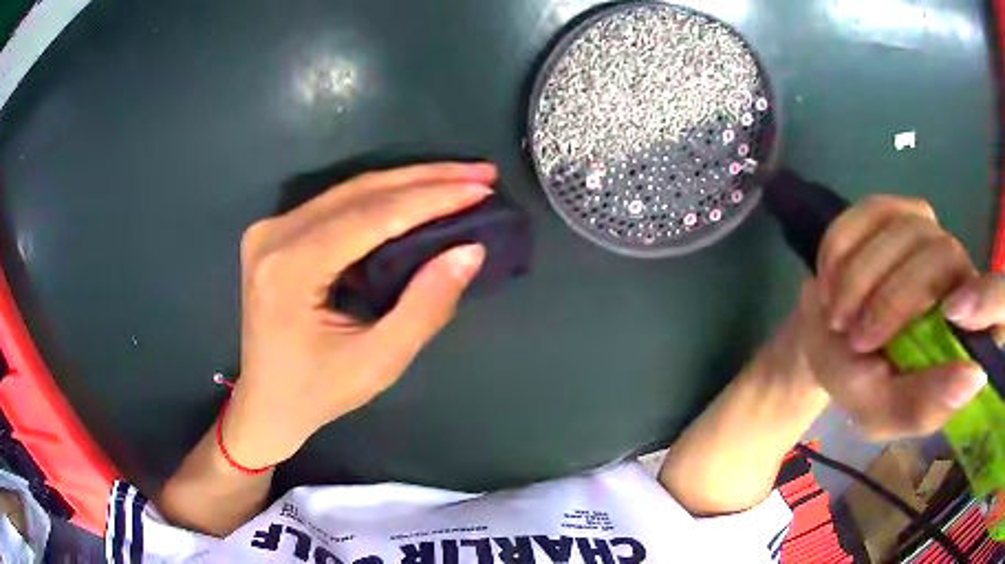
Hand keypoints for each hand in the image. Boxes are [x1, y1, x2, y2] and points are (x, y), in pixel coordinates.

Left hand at [222, 163, 495, 467]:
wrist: (266, 403)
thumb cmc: (318, 393)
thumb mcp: (378, 361)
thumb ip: (425, 305)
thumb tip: (470, 251)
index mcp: (290, 269)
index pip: (370, 217)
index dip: (430, 199)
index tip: (481, 189)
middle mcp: (273, 236)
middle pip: (360, 191)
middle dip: (426, 179)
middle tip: (482, 173)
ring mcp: (270, 230)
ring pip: (350, 191)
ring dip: (408, 183)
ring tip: (459, 179)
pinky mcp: (276, 233)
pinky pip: (337, 205)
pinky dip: (382, 199)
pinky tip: (417, 197)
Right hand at [787, 195, 992, 439]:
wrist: (823, 339)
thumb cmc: (858, 383)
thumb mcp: (882, 413)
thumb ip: (923, 405)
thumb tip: (975, 375)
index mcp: (967, 333)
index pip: (1001, 304)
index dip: (991, 299)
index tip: (953, 314)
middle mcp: (959, 273)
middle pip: (942, 258)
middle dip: (891, 299)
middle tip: (853, 336)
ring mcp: (929, 233)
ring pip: (906, 232)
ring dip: (860, 276)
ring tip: (836, 313)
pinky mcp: (895, 209)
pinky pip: (872, 210)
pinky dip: (843, 244)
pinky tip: (829, 276)